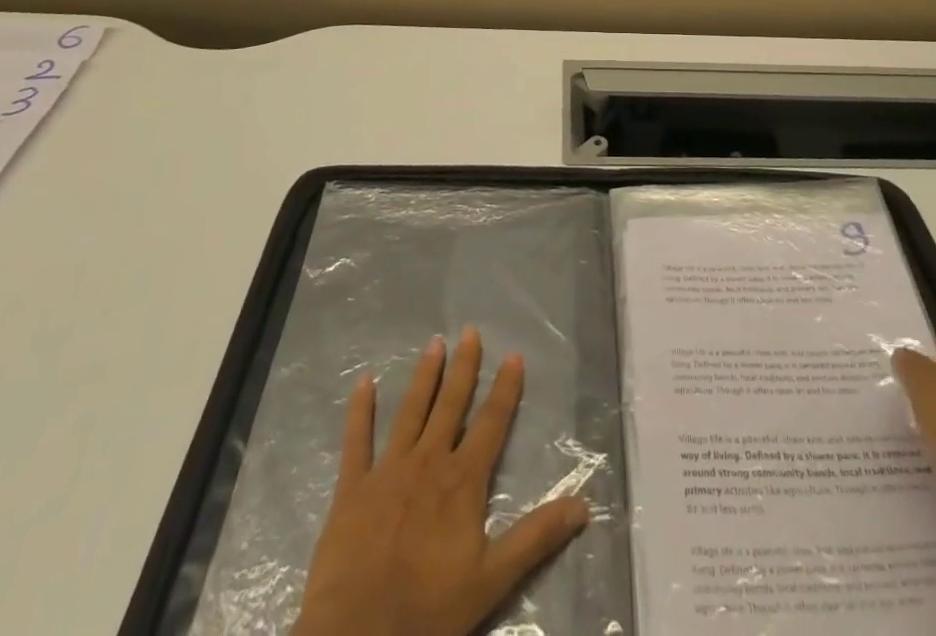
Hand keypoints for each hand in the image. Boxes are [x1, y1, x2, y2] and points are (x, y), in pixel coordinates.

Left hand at [291, 328, 590, 635]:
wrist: (359, 635)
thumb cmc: (428, 609)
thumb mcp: (492, 579)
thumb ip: (536, 538)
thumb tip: (583, 506)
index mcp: (463, 480)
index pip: (491, 423)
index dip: (505, 388)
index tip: (513, 355)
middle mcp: (429, 461)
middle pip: (450, 405)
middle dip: (463, 367)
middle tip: (470, 331)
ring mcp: (388, 469)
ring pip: (411, 411)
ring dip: (424, 376)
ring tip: (434, 343)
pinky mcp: (353, 486)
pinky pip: (357, 440)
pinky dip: (360, 410)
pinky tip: (363, 381)